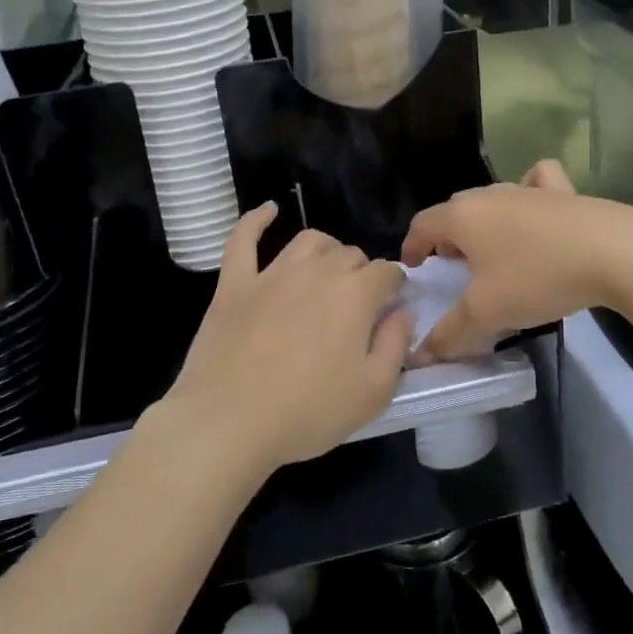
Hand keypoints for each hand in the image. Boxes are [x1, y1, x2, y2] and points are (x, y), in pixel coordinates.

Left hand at [162, 205, 411, 477]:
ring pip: (308, 241)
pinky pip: (244, 238)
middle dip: (362, 272)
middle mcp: (317, 272)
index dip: (396, 286)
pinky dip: (257, 220)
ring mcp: (272, 273)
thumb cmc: (308, 413)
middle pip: (350, 254)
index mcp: (355, 295)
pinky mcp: (234, 283)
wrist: (228, 422)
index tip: (395, 305)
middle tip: (358, 304)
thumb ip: (396, 345)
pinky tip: (268, 210)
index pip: (387, 272)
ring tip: (327, 270)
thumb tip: (403, 312)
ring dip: (326, 250)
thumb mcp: (373, 392)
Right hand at [401, 160, 632, 360]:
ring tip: (493, 251)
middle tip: (454, 267)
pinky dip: (530, 191)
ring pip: (492, 199)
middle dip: (447, 237)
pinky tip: (536, 211)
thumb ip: (450, 333)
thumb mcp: (487, 313)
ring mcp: (528, 189)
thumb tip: (421, 354)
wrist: (612, 252)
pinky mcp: (563, 192)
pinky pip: (536, 183)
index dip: (412, 247)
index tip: (413, 269)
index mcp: (462, 217)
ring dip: (484, 223)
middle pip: (456, 210)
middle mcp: (489, 195)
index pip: (422, 224)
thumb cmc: (536, 277)